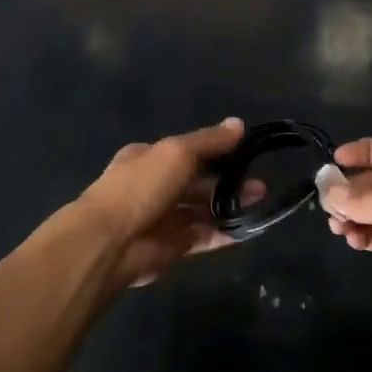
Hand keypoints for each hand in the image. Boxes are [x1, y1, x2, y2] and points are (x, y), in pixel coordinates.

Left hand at [77, 118, 251, 288]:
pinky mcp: (172, 247)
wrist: (111, 241)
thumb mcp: (177, 152)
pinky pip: (203, 236)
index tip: (245, 152)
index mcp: (149, 158)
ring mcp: (163, 218)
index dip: (215, 150)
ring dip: (229, 205)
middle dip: (227, 180)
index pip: (188, 151)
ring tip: (260, 200)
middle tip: (260, 182)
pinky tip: (248, 228)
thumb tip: (239, 124)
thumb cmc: (141, 186)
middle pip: (197, 181)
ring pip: (202, 209)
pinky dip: (224, 232)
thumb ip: (209, 141)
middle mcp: (155, 186)